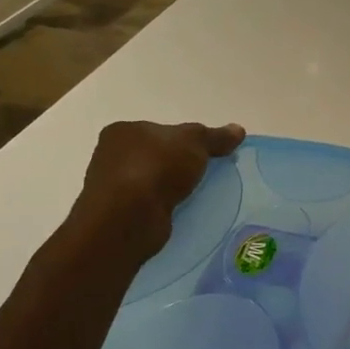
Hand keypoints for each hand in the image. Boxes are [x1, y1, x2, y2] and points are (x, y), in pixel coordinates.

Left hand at [72, 120, 244, 256]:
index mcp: (122, 132)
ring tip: (200, 197)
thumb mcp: (194, 142)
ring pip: (154, 184)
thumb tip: (238, 130)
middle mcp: (111, 157)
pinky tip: (184, 214)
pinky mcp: (120, 216)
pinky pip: (151, 207)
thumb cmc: (155, 168)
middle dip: (180, 167)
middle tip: (207, 176)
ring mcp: (113, 189)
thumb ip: (215, 137)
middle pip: (157, 158)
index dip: (185, 142)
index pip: (160, 132)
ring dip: (173, 190)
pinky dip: (166, 209)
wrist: (128, 218)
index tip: (206, 155)